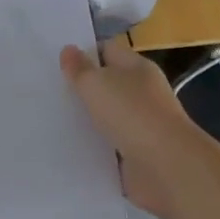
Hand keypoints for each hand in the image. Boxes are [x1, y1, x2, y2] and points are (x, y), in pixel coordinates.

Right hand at [61, 37, 219, 218]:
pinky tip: (72, 148)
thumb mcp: (96, 84)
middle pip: (108, 84)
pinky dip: (96, 147)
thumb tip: (68, 49)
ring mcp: (143, 125)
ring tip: (55, 120)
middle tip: (51, 92)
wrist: (167, 169)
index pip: (108, 50)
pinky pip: (111, 146)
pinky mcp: (139, 155)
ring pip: (108, 116)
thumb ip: (80, 68)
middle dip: (83, 89)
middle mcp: (143, 93)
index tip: (58, 63)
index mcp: (137, 68)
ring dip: (88, 120)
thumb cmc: (132, 114)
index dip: (84, 53)